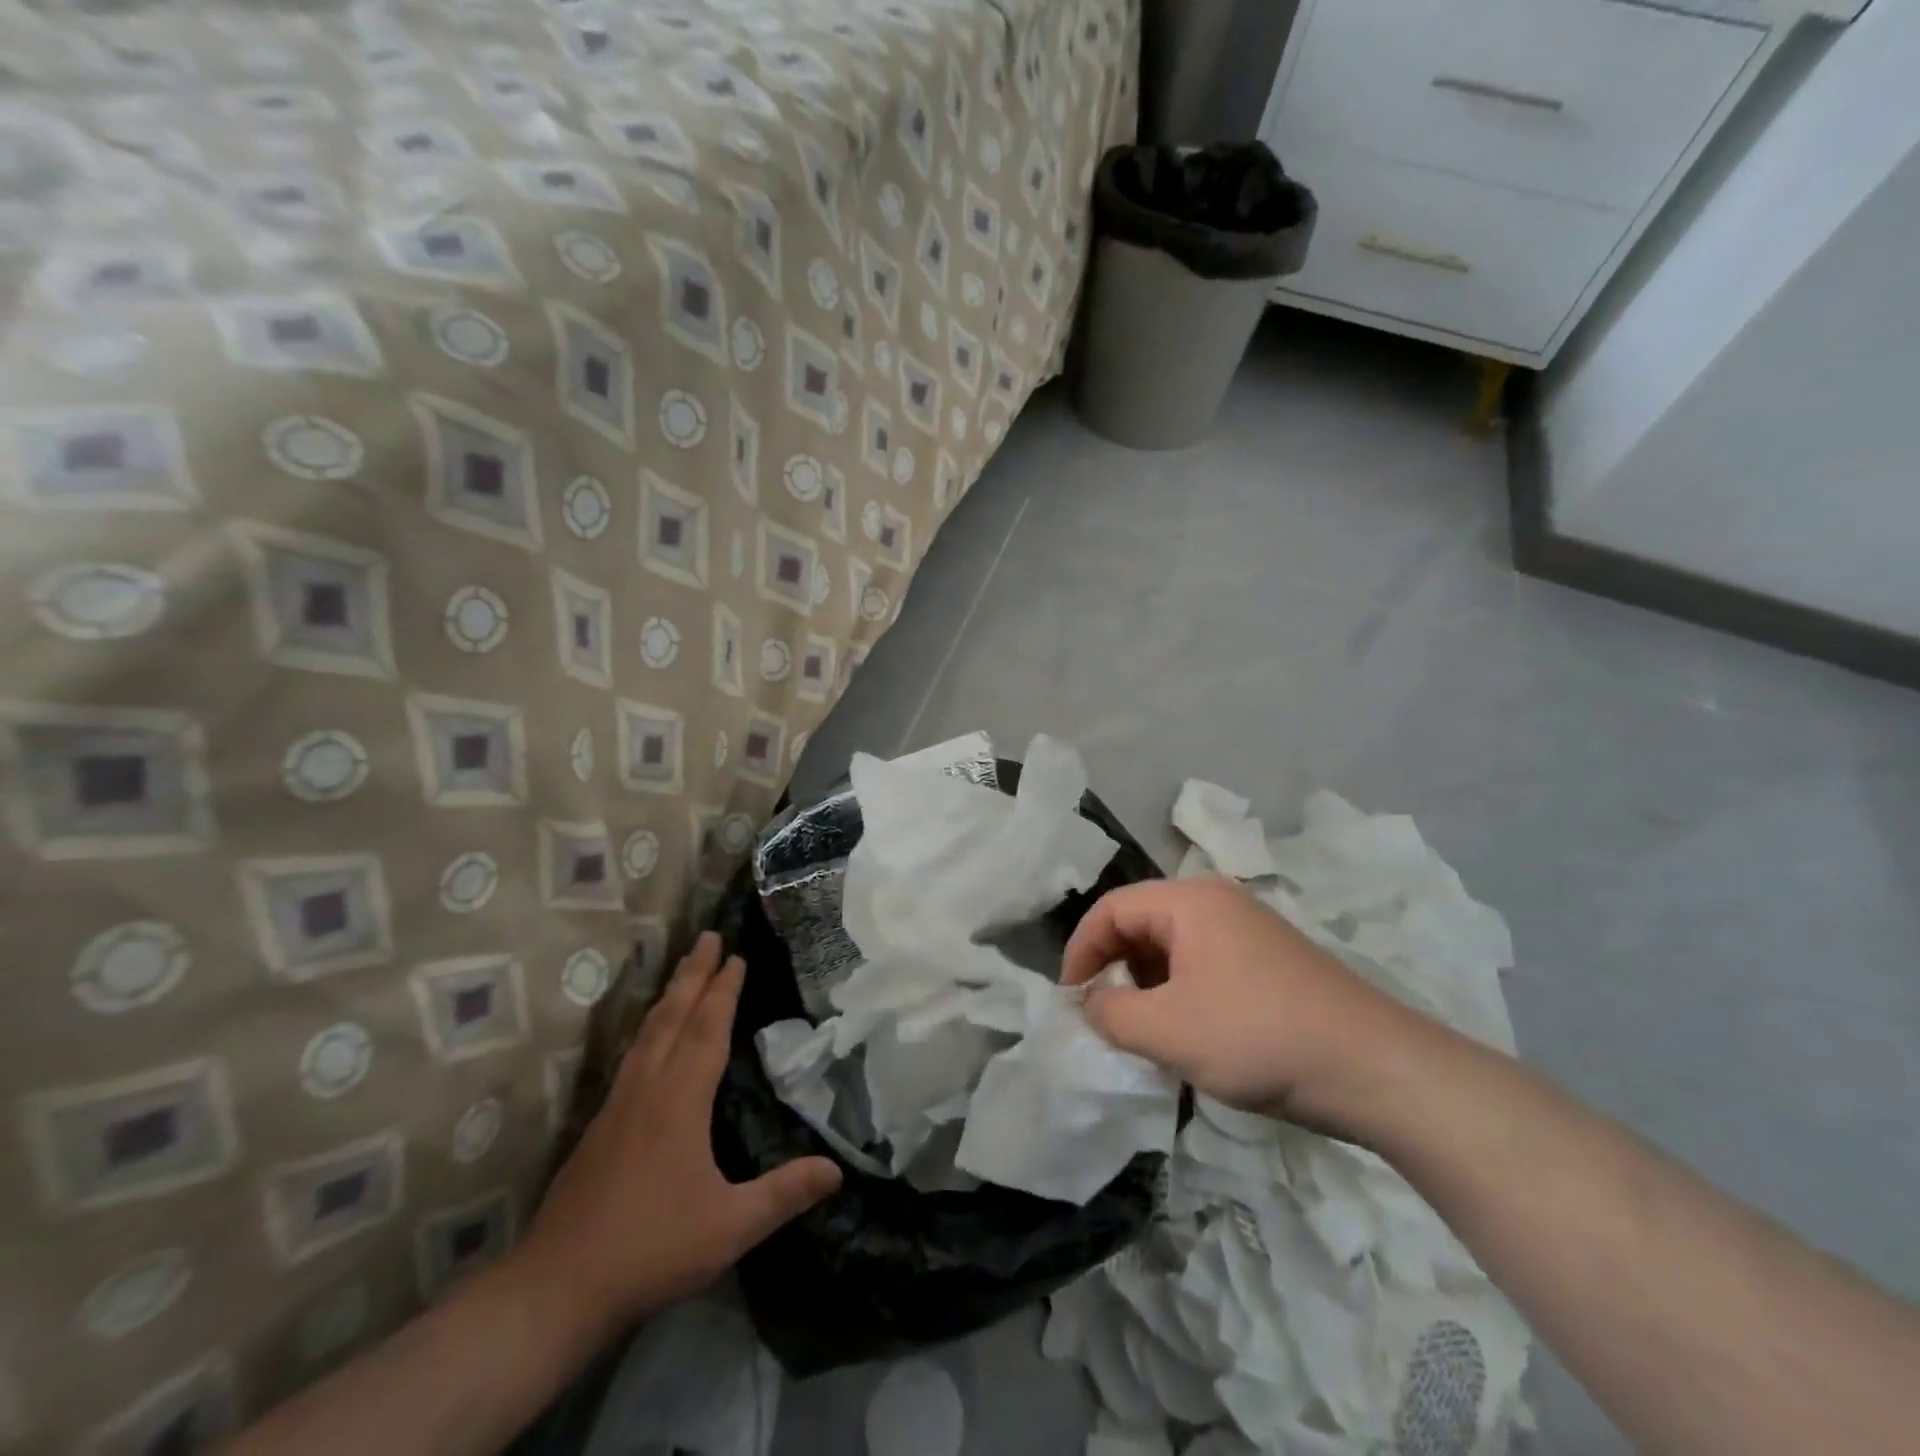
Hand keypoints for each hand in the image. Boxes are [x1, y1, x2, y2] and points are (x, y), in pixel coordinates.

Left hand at [516, 933, 841, 1339]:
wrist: (554, 1289)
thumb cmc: (649, 1250)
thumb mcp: (728, 1227)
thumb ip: (784, 1194)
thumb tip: (838, 1170)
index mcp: (679, 1101)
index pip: (708, 1030)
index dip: (724, 990)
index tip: (736, 956)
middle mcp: (647, 1088)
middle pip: (673, 1016)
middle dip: (693, 974)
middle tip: (707, 935)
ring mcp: (618, 1104)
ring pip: (647, 1032)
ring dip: (669, 994)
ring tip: (683, 968)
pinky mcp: (599, 1125)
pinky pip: (632, 1053)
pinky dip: (649, 1026)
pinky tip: (650, 1035)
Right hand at [1061, 877, 1438, 1138]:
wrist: (1377, 1069)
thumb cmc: (1258, 1037)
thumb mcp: (1167, 1031)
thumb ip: (1110, 1013)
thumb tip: (1091, 1002)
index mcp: (1189, 902)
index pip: (1111, 909)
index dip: (1081, 951)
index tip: (1070, 999)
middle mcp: (1218, 903)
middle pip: (1142, 923)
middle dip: (1114, 968)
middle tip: (1103, 1016)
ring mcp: (1249, 931)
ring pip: (1174, 947)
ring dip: (1147, 985)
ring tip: (1143, 1031)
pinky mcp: (1271, 962)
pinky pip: (1205, 965)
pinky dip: (1181, 993)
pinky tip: (1189, 1035)